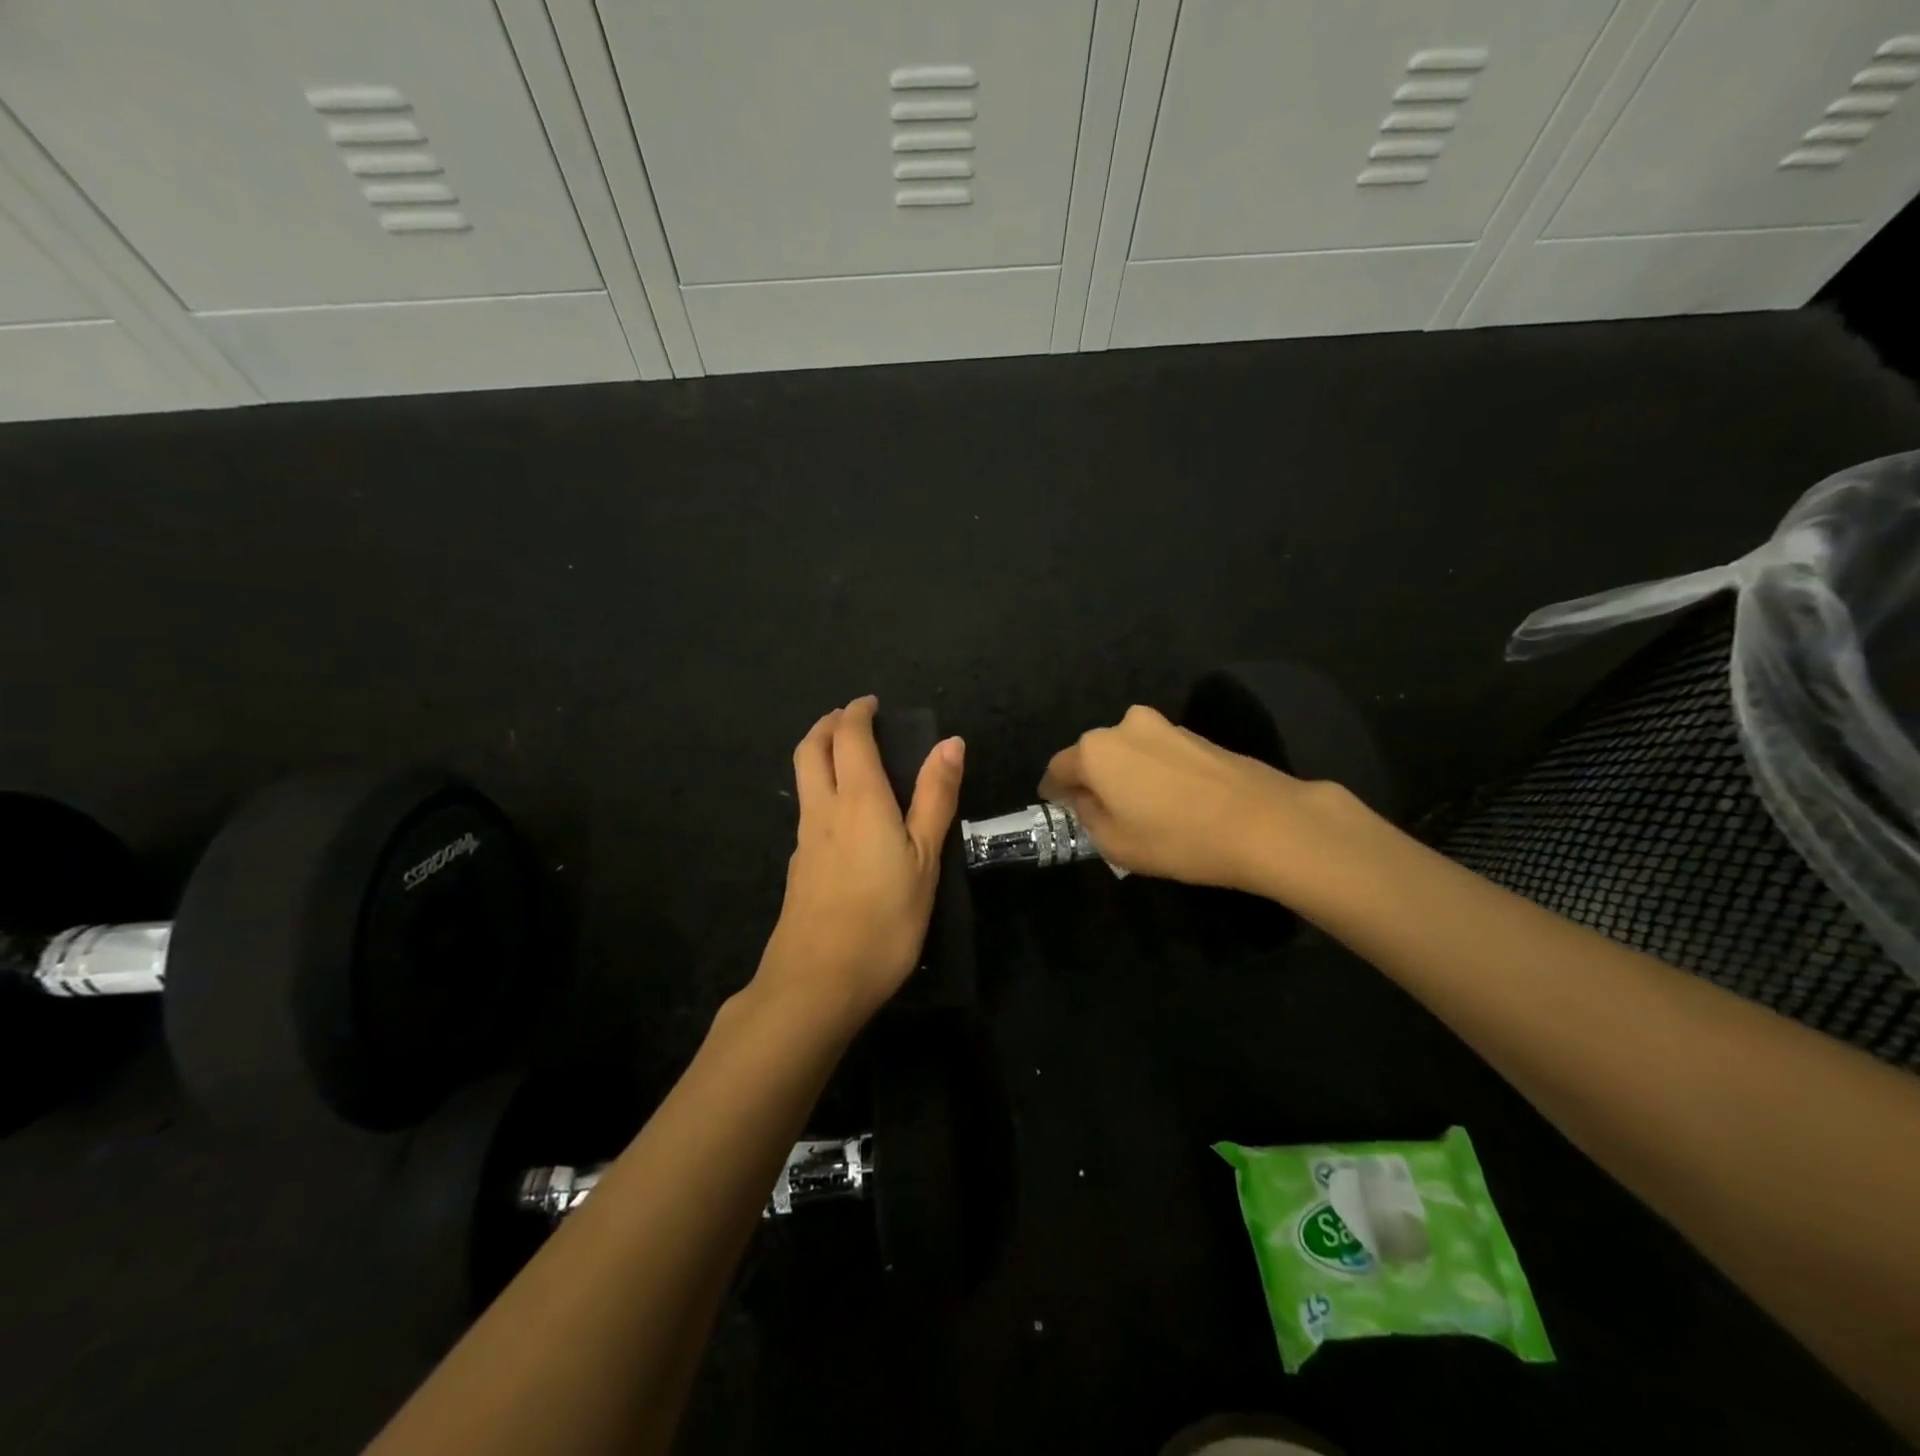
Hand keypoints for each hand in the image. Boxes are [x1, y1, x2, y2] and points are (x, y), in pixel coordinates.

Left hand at [756, 695, 964, 1024]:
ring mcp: (804, 839)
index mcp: (859, 799)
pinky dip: (820, 789)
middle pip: (810, 749)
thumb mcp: (924, 859)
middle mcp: (823, 809)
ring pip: (803, 779)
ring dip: (819, 754)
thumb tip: (950, 742)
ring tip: (847, 758)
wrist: (817, 982)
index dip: (857, 713)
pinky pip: (806, 809)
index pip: (849, 737)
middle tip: (850, 719)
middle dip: (827, 724)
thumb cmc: (884, 919)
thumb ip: (935, 798)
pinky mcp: (797, 866)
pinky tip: (842, 815)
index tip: (871, 703)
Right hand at [1039, 704, 1356, 896]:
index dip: (1054, 791)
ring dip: (1126, 775)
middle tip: (1100, 813)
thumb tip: (1085, 800)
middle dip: (1092, 781)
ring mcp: (1165, 726)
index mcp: (1096, 750)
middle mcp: (1125, 726)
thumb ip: (1089, 817)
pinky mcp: (1197, 735)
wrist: (1265, 822)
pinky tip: (1171, 801)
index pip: (1059, 768)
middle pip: (1094, 755)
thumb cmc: (1177, 838)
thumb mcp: (1116, 843)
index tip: (1058, 808)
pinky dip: (1154, 773)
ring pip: (1129, 752)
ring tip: (1140, 809)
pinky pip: (1159, 754)